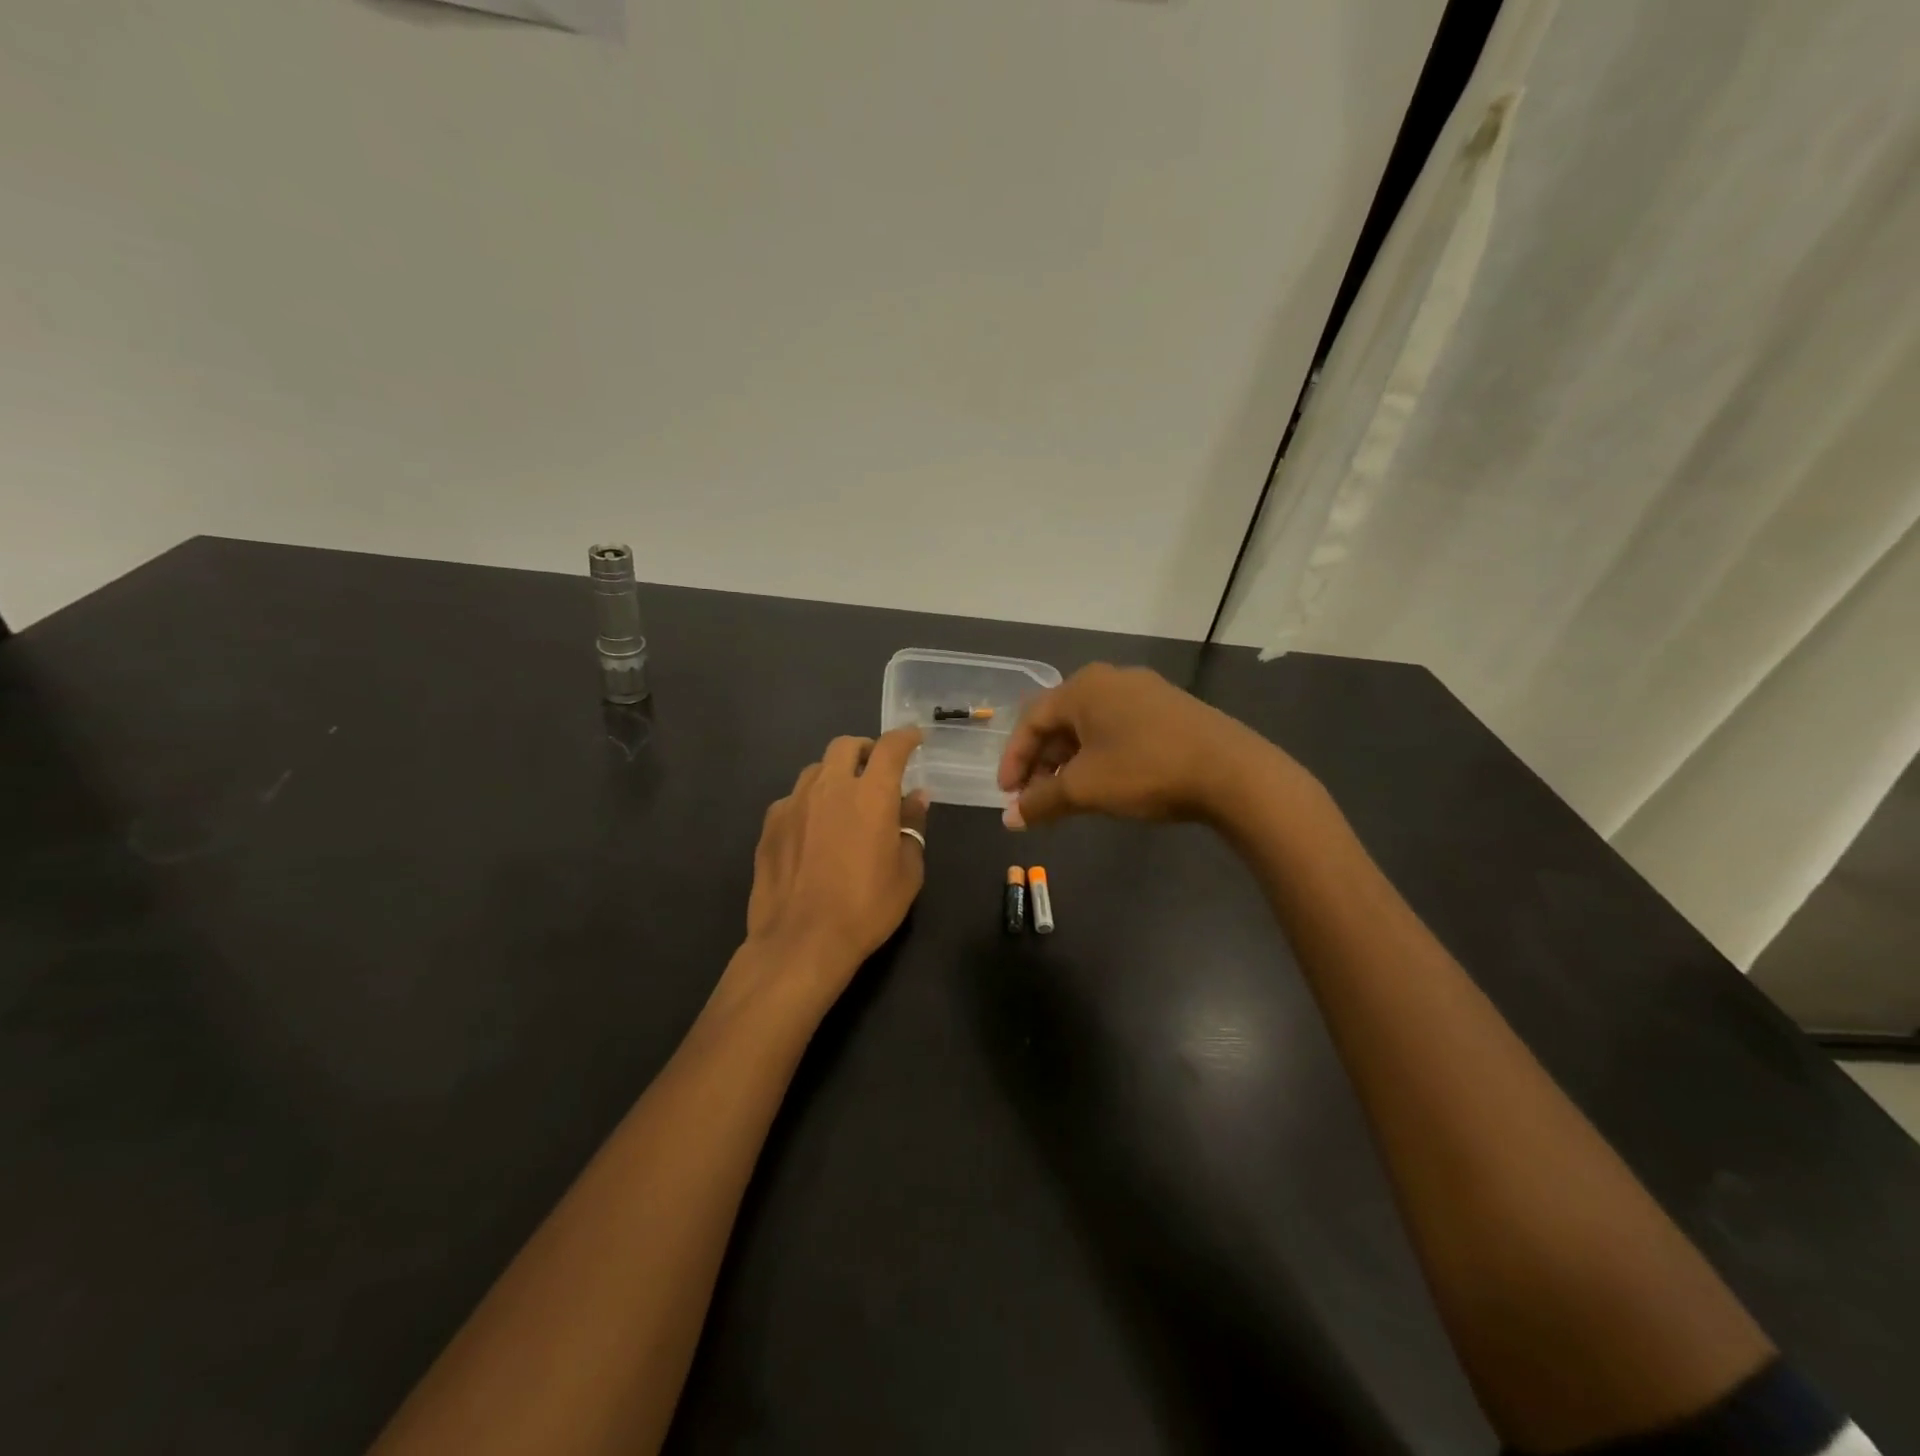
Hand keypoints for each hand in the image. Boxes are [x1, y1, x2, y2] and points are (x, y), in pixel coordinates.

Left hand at [740, 728, 929, 1003]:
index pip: (891, 747)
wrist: (801, 941)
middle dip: (865, 749)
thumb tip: (916, 796)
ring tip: (843, 802)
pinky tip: (813, 831)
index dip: (906, 737)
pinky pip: (794, 799)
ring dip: (835, 775)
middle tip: (877, 770)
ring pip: (816, 769)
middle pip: (846, 745)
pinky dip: (810, 803)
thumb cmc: (866, 907)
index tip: (914, 739)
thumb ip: (912, 825)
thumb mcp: (907, 871)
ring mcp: (794, 802)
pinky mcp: (770, 824)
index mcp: (871, 794)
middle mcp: (830, 786)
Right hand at [997, 664, 1289, 828]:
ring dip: (1069, 761)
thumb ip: (1041, 801)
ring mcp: (1143, 692)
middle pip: (1059, 721)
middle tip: (1036, 798)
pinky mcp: (1168, 709)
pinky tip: (1105, 782)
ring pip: (1089, 726)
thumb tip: (1010, 820)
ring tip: (1067, 795)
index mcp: (1083, 687)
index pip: (1031, 720)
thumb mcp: (1085, 788)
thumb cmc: (1145, 770)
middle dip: (1042, 762)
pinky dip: (1099, 755)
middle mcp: (1110, 680)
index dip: (1014, 759)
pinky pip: (1117, 729)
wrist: (1231, 772)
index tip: (1008, 795)